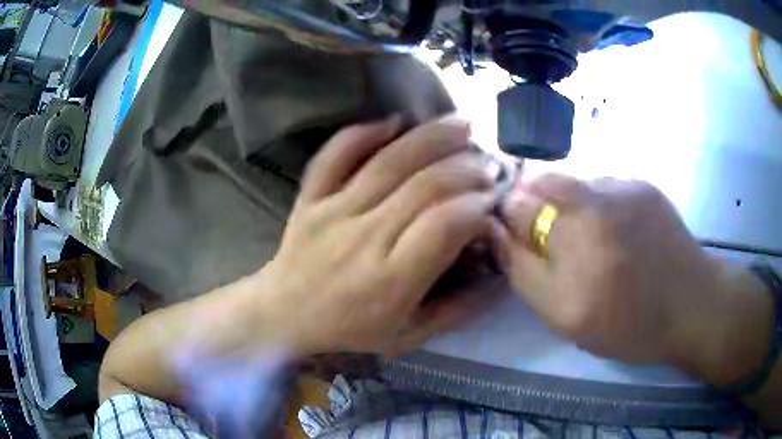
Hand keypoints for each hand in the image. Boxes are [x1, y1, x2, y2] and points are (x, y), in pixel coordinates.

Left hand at [252, 115, 498, 355]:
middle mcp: (363, 239)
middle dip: (465, 168)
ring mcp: (332, 212)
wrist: (285, 314)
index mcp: (390, 281)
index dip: (475, 204)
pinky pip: (335, 154)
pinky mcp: (310, 197)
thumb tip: (501, 277)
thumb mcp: (410, 335)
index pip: (444, 226)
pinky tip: (396, 122)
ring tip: (462, 125)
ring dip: (430, 138)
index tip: (493, 197)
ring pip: (387, 162)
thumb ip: (459, 309)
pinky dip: (364, 132)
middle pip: (423, 185)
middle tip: (488, 164)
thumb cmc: (351, 329)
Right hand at [495, 174, 772, 383]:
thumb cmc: (628, 323)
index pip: (518, 204)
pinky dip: (600, 206)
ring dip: (573, 208)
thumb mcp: (564, 316)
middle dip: (541, 212)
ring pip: (576, 184)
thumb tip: (498, 230)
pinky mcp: (643, 184)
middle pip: (544, 185)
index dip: (512, 221)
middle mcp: (596, 198)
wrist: (692, 306)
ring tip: (596, 243)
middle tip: (562, 248)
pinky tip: (619, 234)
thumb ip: (523, 272)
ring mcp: (624, 184)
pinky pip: (605, 186)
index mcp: (573, 236)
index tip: (522, 242)